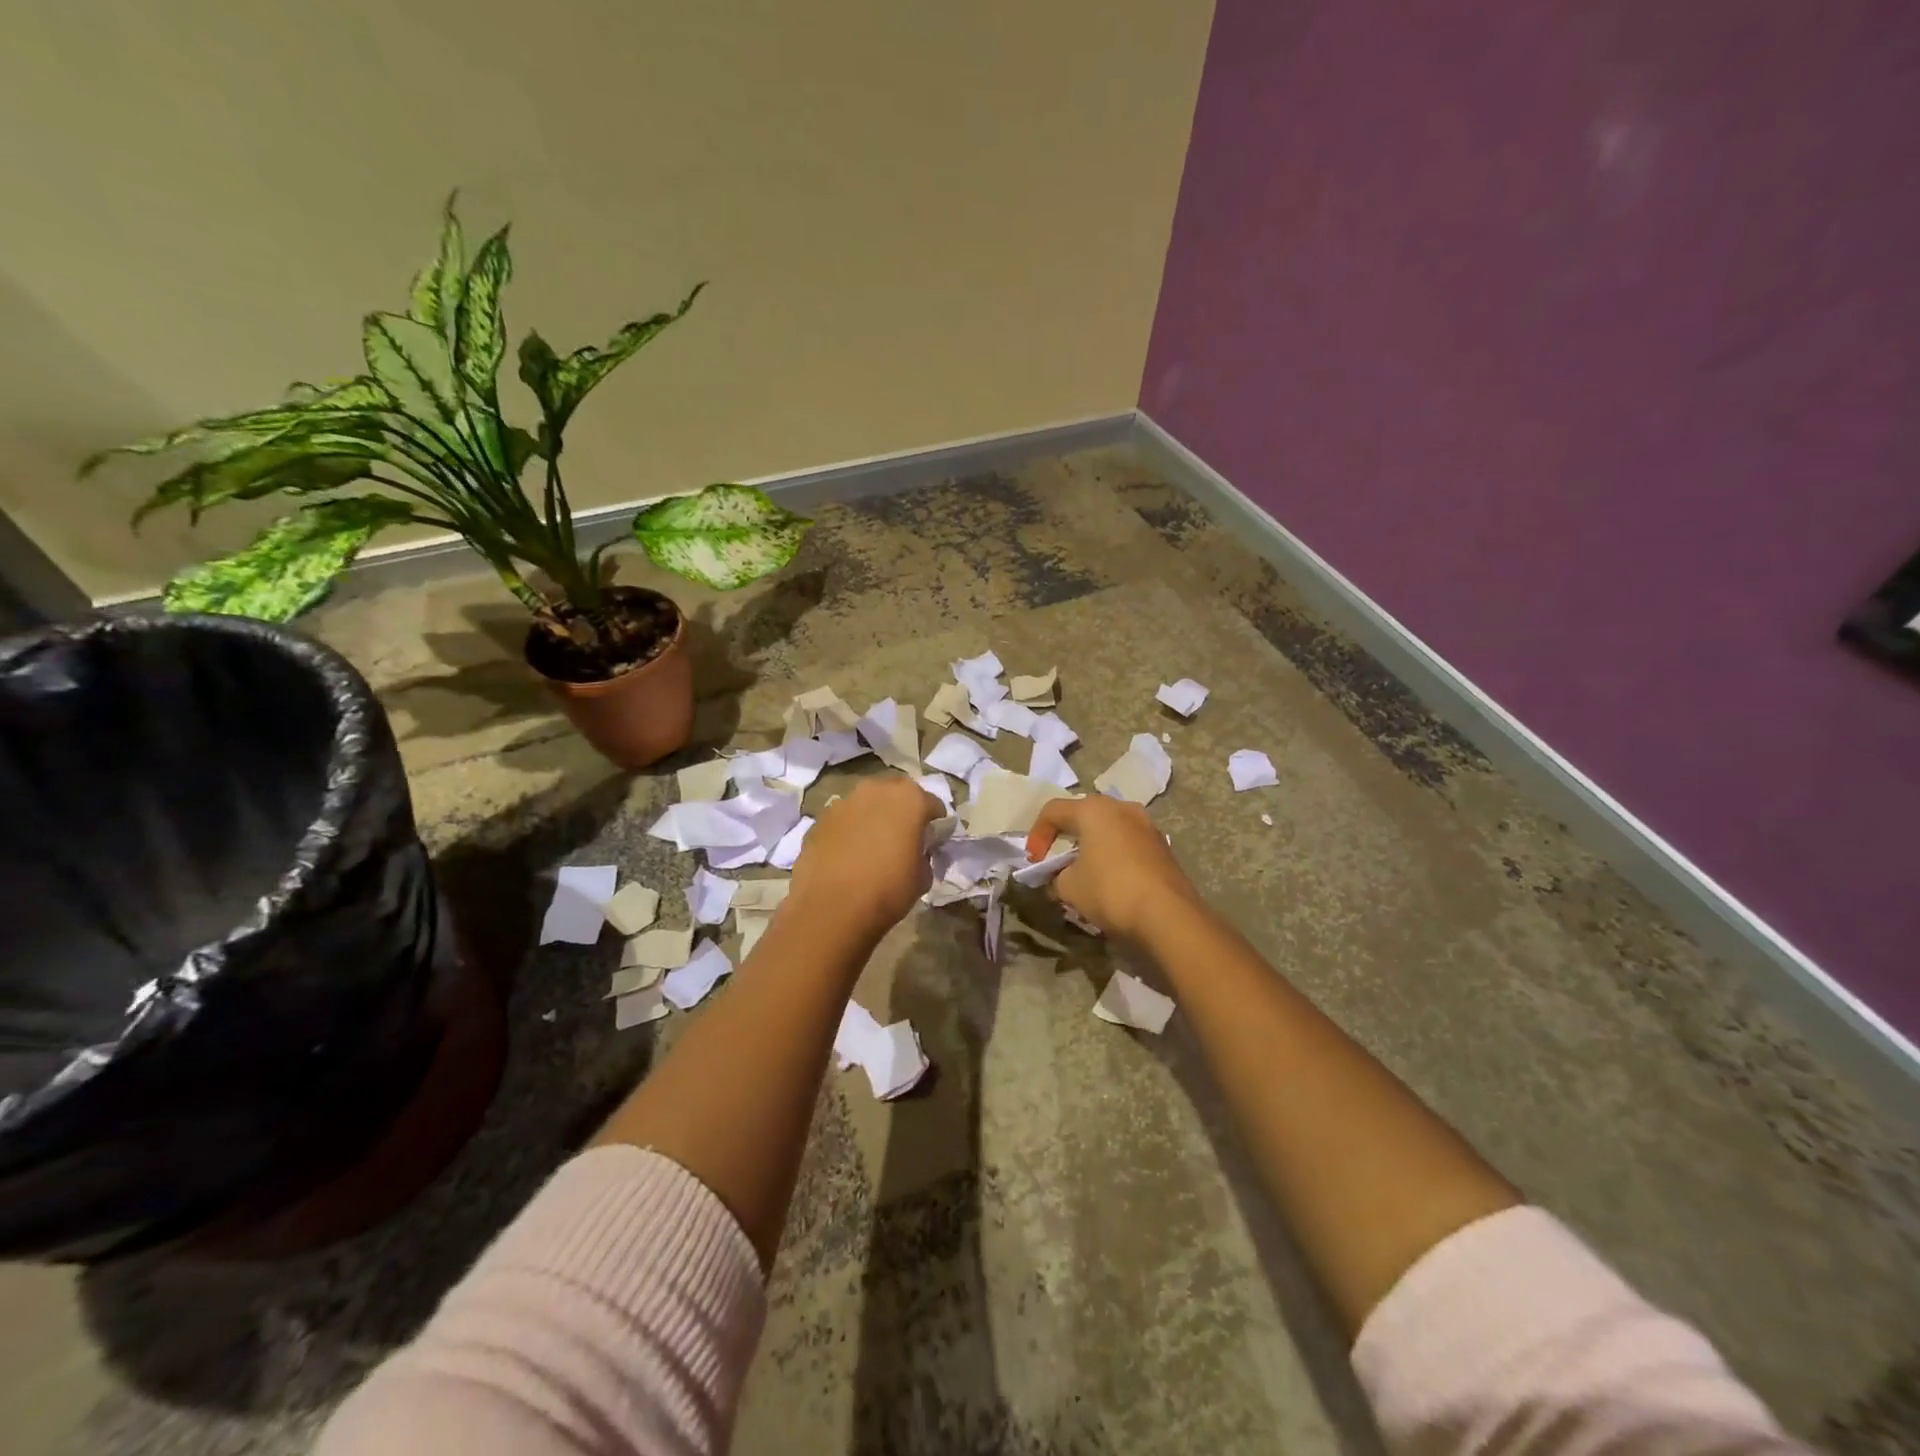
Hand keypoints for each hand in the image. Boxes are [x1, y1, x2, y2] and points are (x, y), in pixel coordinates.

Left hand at [790, 775, 940, 939]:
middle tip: (903, 836)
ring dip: (872, 818)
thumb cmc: (888, 889)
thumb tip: (916, 853)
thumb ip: (924, 854)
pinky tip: (847, 856)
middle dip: (901, 810)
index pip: (932, 804)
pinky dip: (848, 831)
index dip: (935, 824)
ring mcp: (843, 802)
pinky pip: (842, 821)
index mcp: (909, 798)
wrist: (832, 907)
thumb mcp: (923, 876)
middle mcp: (875, 790)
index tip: (933, 841)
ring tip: (872, 846)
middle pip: (895, 793)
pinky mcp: (819, 820)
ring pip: (865, 804)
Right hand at [1027, 795, 1201, 939]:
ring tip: (1083, 875)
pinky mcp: (1162, 846)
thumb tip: (1061, 877)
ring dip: (1091, 848)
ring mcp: (1146, 825)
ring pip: (1108, 829)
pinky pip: (1127, 844)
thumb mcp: (1069, 887)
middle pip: (1082, 816)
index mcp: (1093, 809)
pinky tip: (1110, 883)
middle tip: (1056, 864)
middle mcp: (1121, 807)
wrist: (1168, 915)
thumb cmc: (1110, 890)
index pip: (1053, 810)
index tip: (1034, 863)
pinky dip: (1112, 857)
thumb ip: (1056, 876)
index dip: (1037, 835)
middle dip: (1065, 839)